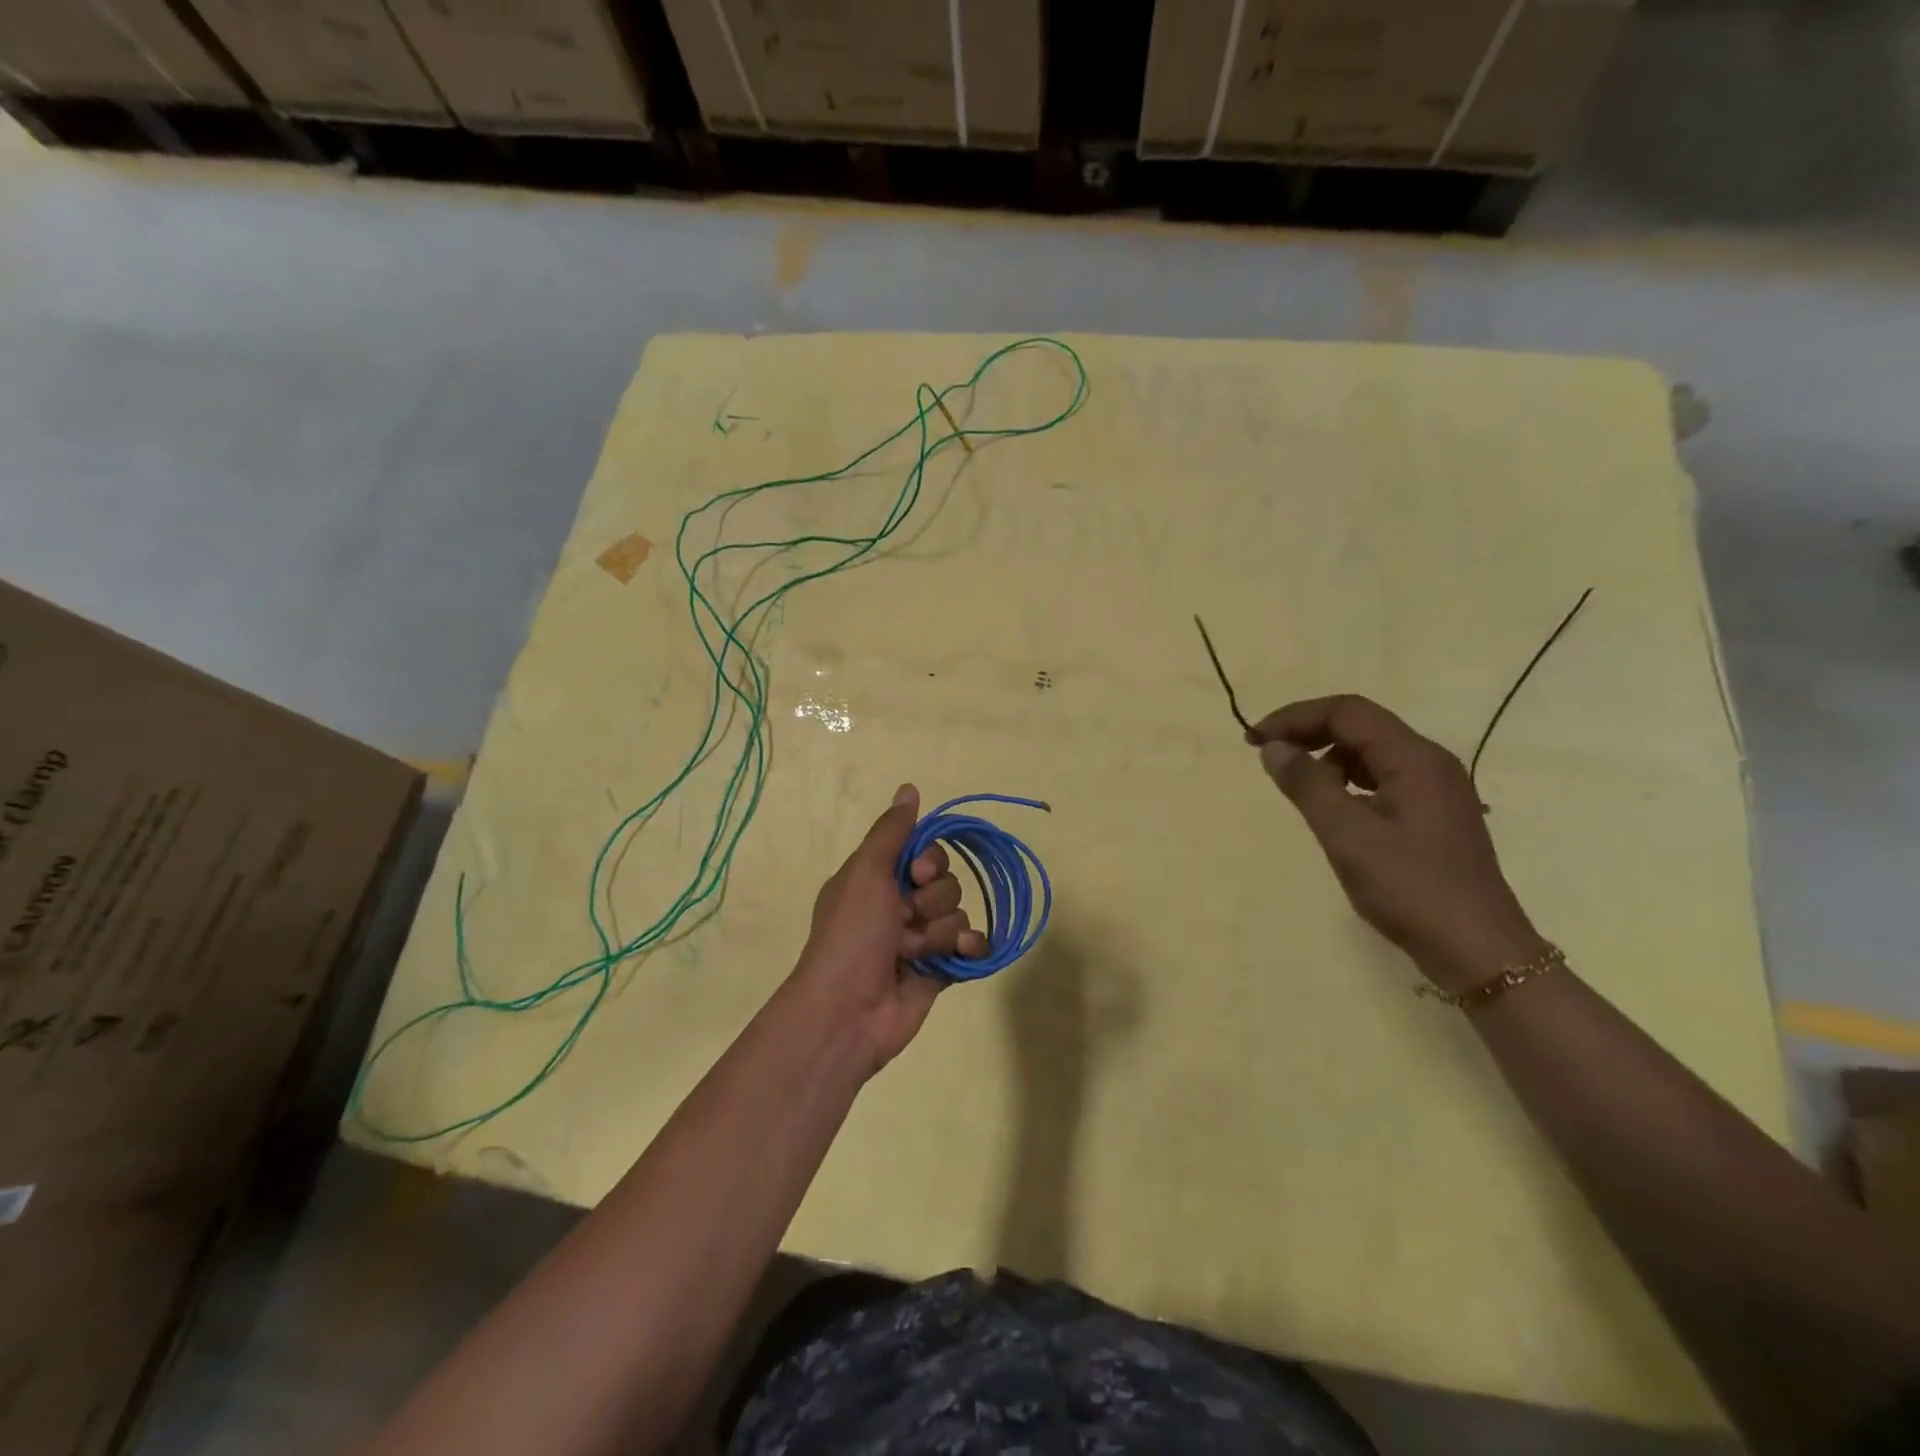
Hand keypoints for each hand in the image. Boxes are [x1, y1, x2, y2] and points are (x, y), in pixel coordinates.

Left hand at [791, 784, 984, 1075]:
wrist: (848, 1011)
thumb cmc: (852, 934)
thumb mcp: (866, 872)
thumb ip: (892, 831)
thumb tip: (910, 787)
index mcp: (878, 879)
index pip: (924, 850)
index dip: (929, 860)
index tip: (915, 872)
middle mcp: (899, 904)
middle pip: (945, 881)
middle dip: (932, 899)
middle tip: (906, 917)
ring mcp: (920, 938)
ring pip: (957, 913)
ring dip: (939, 930)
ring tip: (913, 951)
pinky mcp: (939, 969)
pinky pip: (970, 945)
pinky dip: (969, 947)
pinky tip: (962, 953)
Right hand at [1248, 695, 1546, 992]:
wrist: (1477, 949)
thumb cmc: (1409, 887)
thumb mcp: (1347, 835)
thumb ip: (1307, 785)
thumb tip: (1273, 748)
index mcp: (1415, 758)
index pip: (1347, 712)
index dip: (1295, 717)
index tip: (1254, 739)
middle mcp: (1430, 762)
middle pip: (1361, 726)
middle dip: (1309, 733)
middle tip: (1267, 755)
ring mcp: (1436, 789)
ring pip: (1372, 753)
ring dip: (1328, 759)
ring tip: (1297, 788)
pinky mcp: (1434, 814)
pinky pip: (1383, 779)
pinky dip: (1348, 782)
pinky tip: (1332, 809)